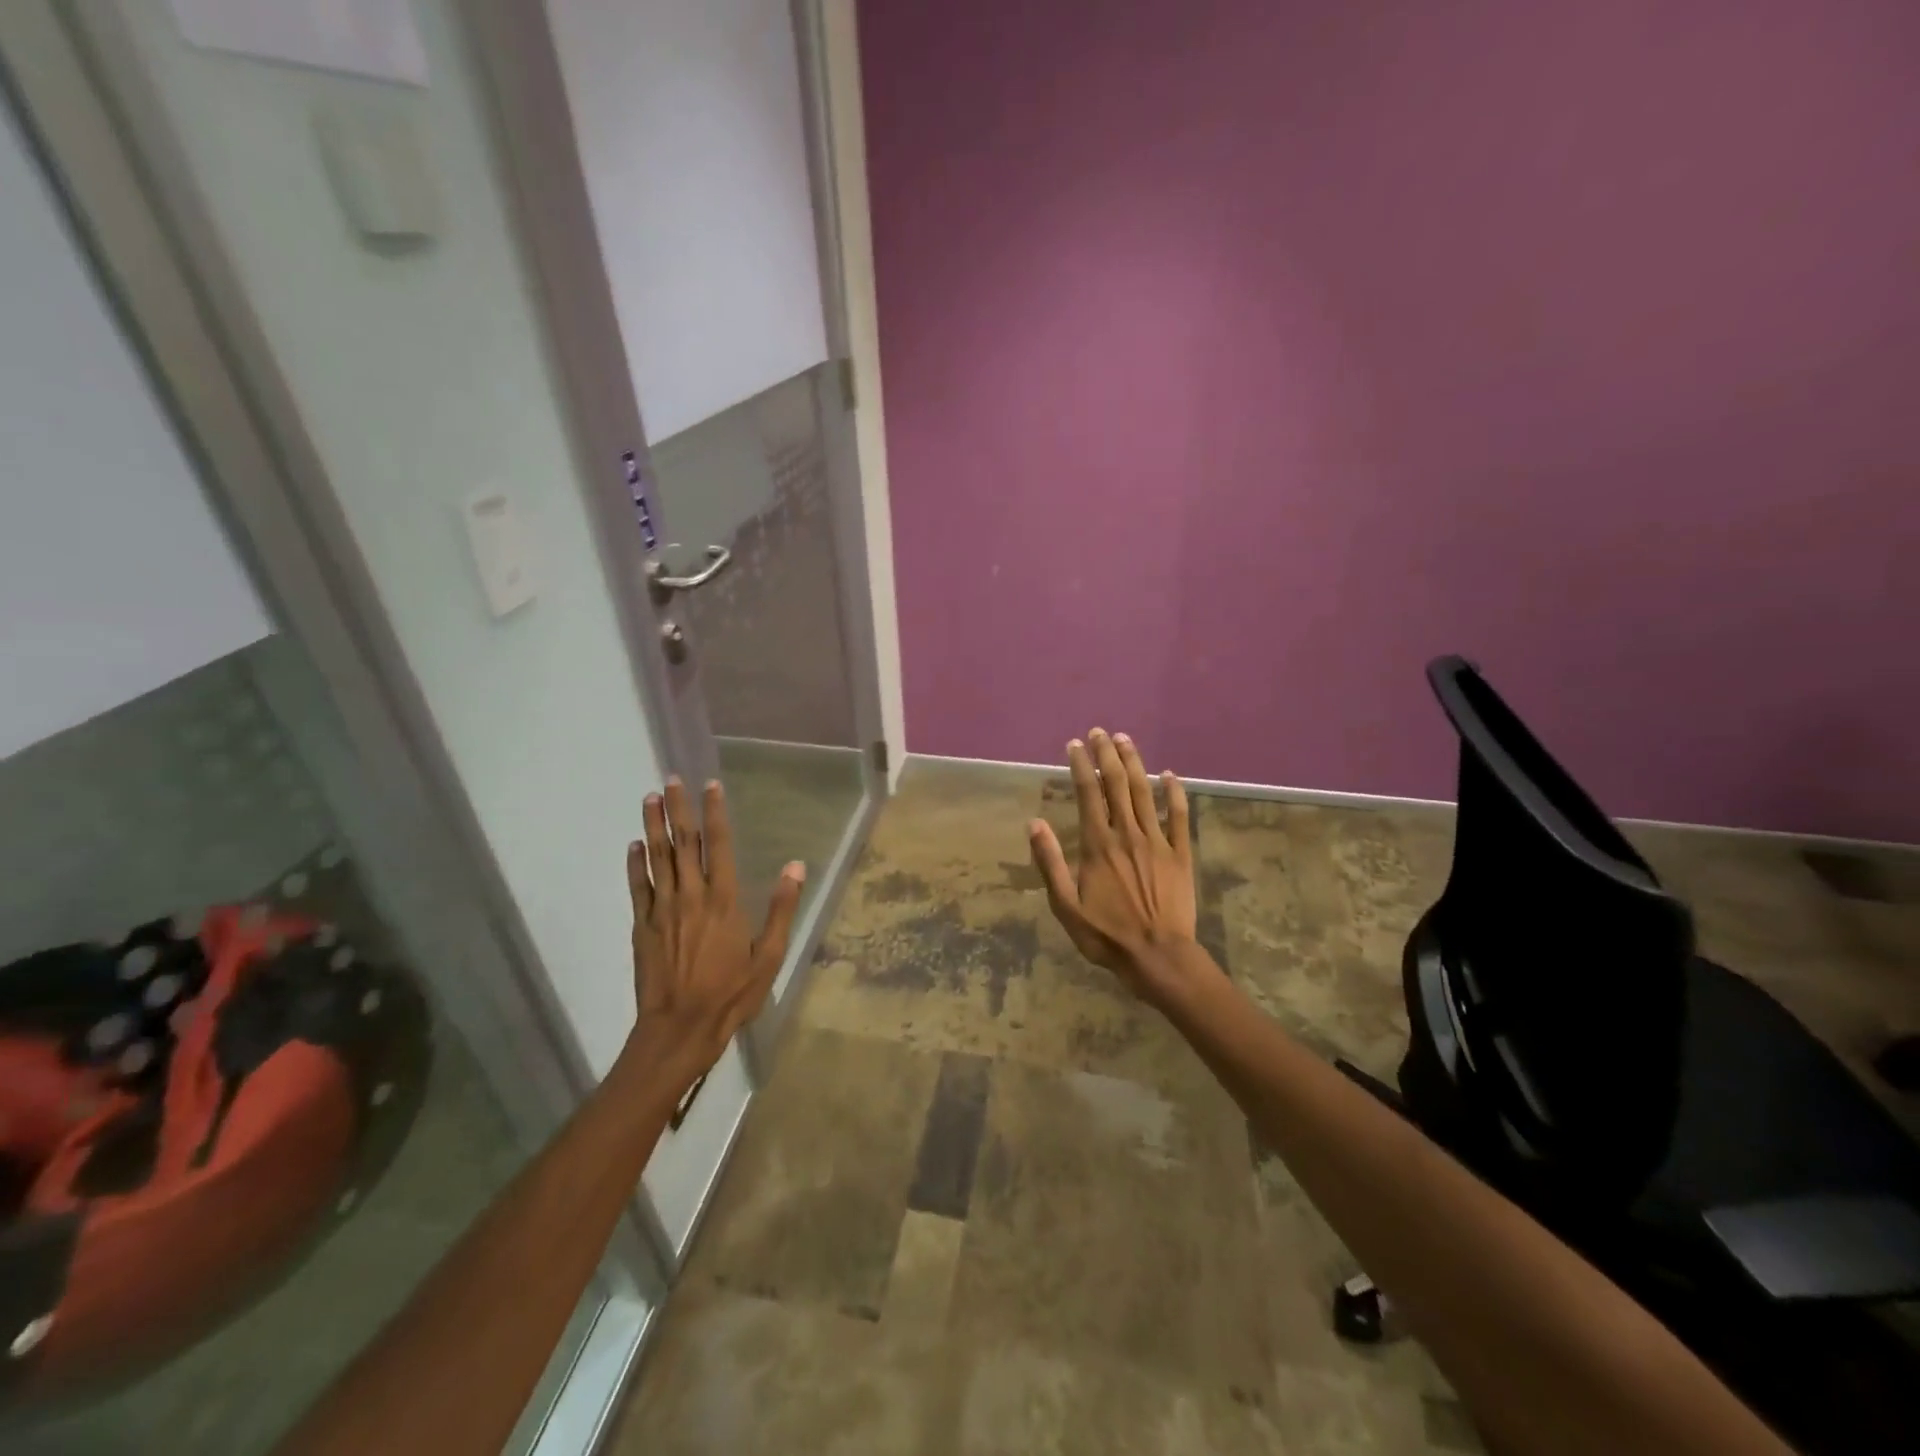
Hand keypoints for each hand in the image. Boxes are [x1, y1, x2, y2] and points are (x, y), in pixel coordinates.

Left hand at [627, 777, 803, 1080]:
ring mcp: (662, 910)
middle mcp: (691, 896)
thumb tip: (796, 866)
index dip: (715, 813)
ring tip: (649, 798)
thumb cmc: (731, 994)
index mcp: (724, 900)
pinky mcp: (642, 926)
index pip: (719, 845)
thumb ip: (781, 908)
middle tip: (671, 779)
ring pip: (656, 858)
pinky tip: (633, 845)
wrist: (679, 1028)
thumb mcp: (769, 956)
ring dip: (653, 825)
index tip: (711, 786)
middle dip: (678, 808)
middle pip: (683, 843)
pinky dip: (634, 863)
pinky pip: (637, 887)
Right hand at [1028, 729, 1201, 1006]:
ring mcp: (1158, 842)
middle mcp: (1127, 834)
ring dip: (1135, 763)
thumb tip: (1034, 824)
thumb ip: (1049, 863)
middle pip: (1116, 784)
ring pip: (1144, 792)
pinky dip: (1175, 793)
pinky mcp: (1181, 854)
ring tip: (1125, 740)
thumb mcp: (1065, 906)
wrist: (1159, 957)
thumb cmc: (1106, 935)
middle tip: (1100, 731)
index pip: (1088, 794)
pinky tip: (1170, 775)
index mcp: (1098, 845)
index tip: (1075, 745)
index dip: (1081, 766)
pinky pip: (1180, 816)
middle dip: (1107, 754)